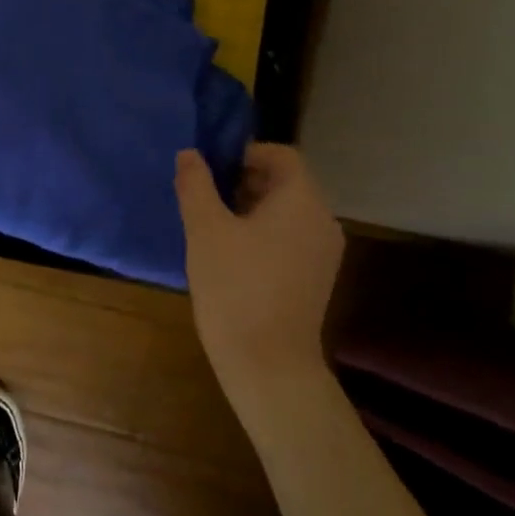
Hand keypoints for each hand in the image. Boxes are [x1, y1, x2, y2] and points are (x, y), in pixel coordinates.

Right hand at [176, 144, 344, 400]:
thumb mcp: (205, 229)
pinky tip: (232, 256)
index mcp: (302, 201)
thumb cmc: (234, 286)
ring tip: (213, 227)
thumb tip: (190, 154)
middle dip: (244, 181)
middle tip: (204, 198)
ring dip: (251, 208)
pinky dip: (264, 233)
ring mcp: (324, 251)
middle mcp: (323, 220)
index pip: (281, 155)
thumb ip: (196, 185)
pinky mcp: (317, 277)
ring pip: (287, 212)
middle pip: (285, 182)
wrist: (267, 363)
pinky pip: (291, 237)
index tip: (210, 170)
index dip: (244, 153)